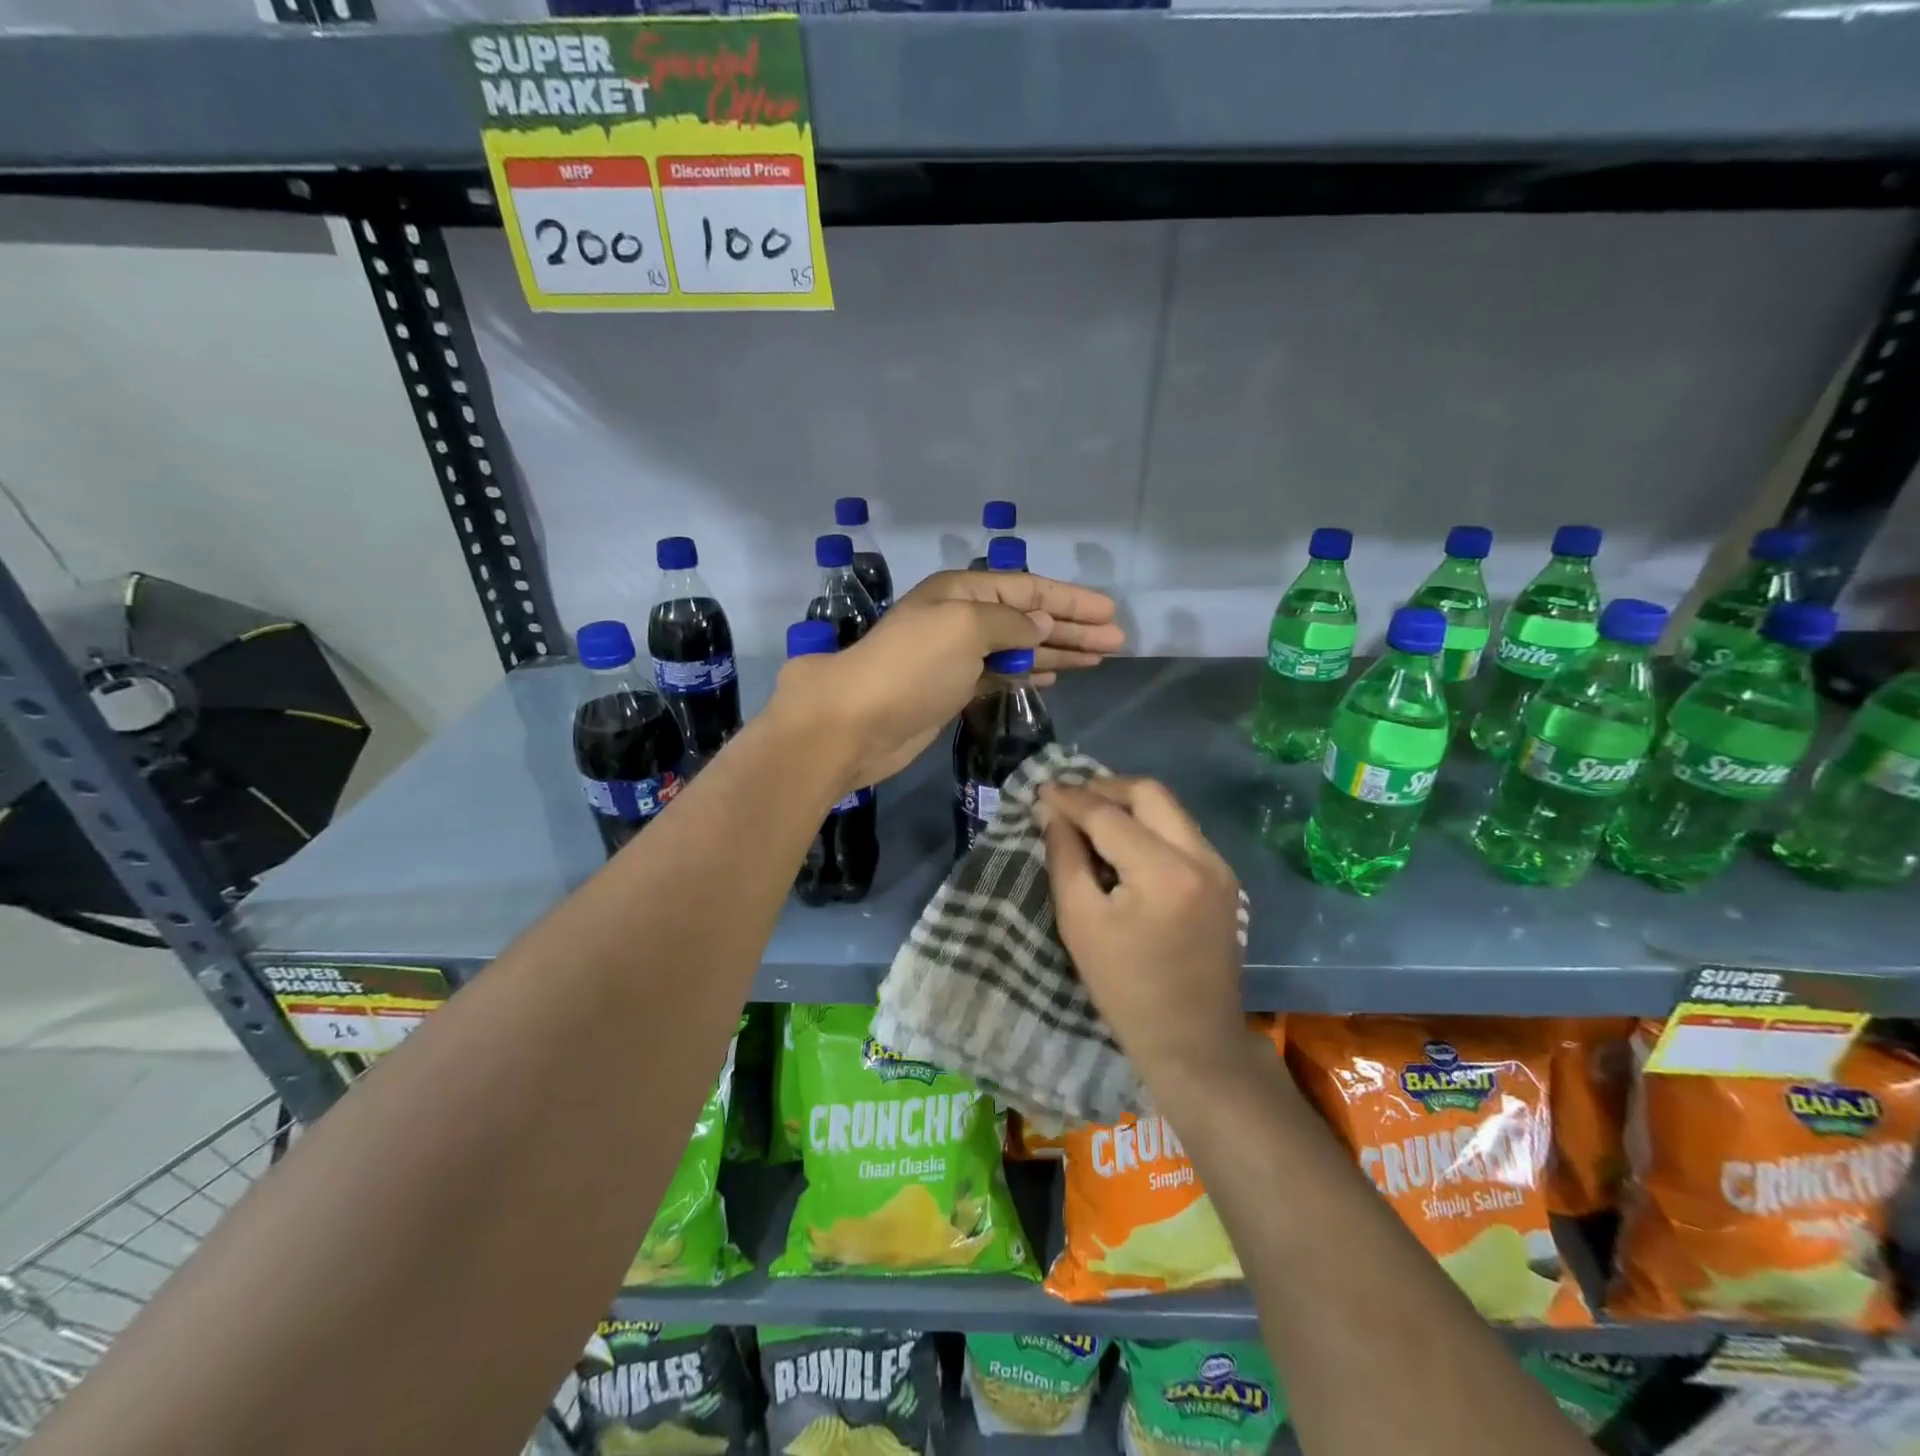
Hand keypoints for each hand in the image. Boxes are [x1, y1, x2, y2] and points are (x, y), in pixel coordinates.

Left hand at [770, 570, 1124, 790]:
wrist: (856, 722)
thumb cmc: (913, 666)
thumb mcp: (965, 628)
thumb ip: (1009, 622)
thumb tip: (1041, 624)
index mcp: (963, 592)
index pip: (1028, 589)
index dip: (1070, 600)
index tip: (1109, 612)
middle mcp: (962, 618)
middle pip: (1029, 617)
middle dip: (1072, 627)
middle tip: (1117, 640)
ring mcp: (957, 656)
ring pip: (1019, 647)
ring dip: (1058, 650)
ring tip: (1099, 657)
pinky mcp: (954, 690)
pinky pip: (1002, 674)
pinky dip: (1029, 672)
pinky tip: (1055, 674)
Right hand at [1039, 777, 1248, 1084]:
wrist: (1192, 1041)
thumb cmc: (1125, 988)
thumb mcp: (1080, 921)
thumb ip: (1064, 856)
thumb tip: (1051, 810)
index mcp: (1164, 871)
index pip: (1109, 814)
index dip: (1071, 798)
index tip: (1041, 788)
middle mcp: (1201, 856)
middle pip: (1150, 793)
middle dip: (1105, 788)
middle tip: (1069, 799)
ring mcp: (1220, 867)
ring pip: (1170, 808)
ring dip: (1129, 804)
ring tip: (1090, 816)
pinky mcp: (1224, 879)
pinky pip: (1182, 831)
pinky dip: (1149, 825)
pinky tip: (1123, 842)